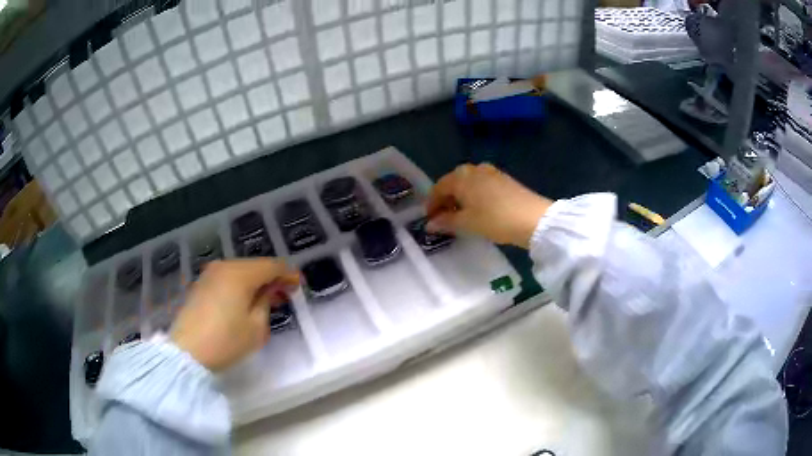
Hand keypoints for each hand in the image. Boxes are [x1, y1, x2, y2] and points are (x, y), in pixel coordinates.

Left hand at [171, 259, 298, 371]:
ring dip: (255, 282)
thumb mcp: (256, 327)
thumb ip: (266, 302)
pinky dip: (240, 286)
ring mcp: (209, 275)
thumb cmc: (226, 341)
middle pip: (255, 266)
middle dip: (272, 277)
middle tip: (286, 293)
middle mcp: (224, 267)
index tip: (299, 284)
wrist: (187, 352)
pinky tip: (245, 300)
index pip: (271, 266)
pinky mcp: (201, 285)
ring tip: (268, 298)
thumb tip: (268, 291)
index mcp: (240, 274)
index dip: (288, 273)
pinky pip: (227, 279)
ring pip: (240, 271)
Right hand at [426, 164, 552, 248]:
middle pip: (453, 183)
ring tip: (461, 215)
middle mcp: (473, 169)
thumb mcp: (467, 223)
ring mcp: (490, 172)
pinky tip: (478, 209)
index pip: (438, 188)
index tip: (429, 220)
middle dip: (446, 200)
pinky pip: (481, 185)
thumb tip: (430, 223)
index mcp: (460, 176)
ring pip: (468, 184)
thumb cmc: (495, 220)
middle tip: (444, 218)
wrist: (533, 218)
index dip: (432, 204)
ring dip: (460, 198)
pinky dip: (474, 196)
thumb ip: (446, 221)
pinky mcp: (503, 178)